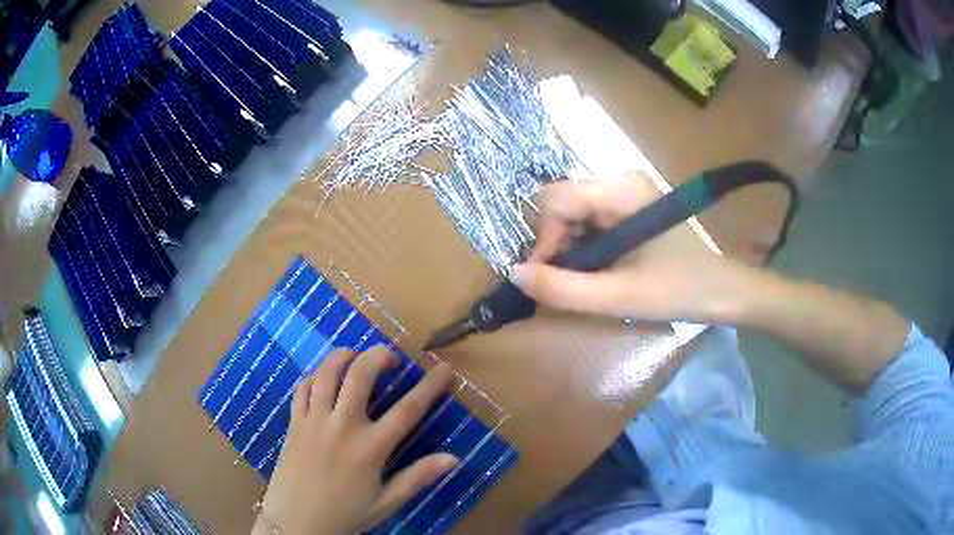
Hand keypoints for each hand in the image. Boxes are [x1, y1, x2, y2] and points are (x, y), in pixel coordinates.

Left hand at [255, 346, 456, 534]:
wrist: (297, 522)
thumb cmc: (346, 515)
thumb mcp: (387, 502)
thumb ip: (418, 477)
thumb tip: (454, 458)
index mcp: (370, 448)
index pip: (408, 410)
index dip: (430, 386)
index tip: (444, 368)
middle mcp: (342, 426)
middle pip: (360, 375)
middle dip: (379, 356)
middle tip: (391, 358)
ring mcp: (314, 421)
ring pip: (326, 373)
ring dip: (344, 357)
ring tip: (356, 357)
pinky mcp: (294, 424)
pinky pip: (302, 389)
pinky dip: (315, 377)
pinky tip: (323, 381)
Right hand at [513, 173, 749, 322]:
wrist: (722, 291)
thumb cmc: (679, 291)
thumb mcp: (620, 297)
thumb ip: (564, 289)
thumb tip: (515, 275)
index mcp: (621, 191)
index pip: (554, 199)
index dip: (543, 239)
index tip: (550, 278)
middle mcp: (620, 180)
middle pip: (560, 202)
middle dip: (555, 244)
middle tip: (568, 281)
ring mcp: (626, 192)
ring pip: (572, 211)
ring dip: (568, 247)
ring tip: (585, 279)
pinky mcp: (630, 206)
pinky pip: (589, 218)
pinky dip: (583, 245)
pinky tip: (598, 268)